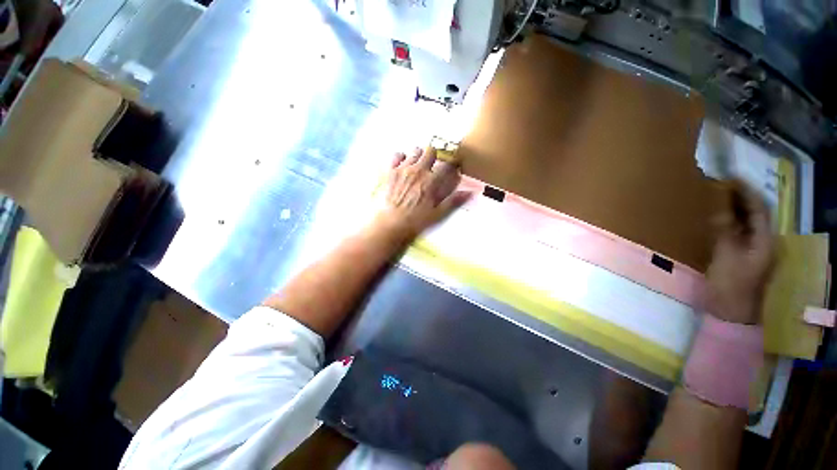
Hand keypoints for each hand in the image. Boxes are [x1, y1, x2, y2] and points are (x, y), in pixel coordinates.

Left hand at [371, 147, 471, 240]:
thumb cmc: (416, 221)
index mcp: (432, 181)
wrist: (391, 223)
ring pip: (415, 151)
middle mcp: (419, 170)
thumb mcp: (438, 214)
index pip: (447, 165)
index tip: (455, 163)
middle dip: (434, 156)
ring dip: (419, 156)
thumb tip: (471, 192)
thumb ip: (453, 201)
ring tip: (418, 165)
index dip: (453, 162)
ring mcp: (403, 169)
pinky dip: (401, 157)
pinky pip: (396, 155)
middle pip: (431, 151)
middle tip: (433, 164)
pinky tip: (402, 164)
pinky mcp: (391, 171)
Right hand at [705, 181, 774, 323]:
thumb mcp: (725, 257)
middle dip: (741, 197)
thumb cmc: (730, 284)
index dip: (746, 191)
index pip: (759, 209)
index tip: (730, 177)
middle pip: (756, 213)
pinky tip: (718, 217)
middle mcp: (763, 241)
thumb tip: (718, 209)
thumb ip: (724, 231)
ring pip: (747, 222)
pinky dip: (729, 221)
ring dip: (735, 207)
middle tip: (722, 184)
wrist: (731, 312)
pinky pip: (738, 232)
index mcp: (765, 241)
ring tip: (719, 196)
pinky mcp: (742, 255)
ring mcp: (754, 249)